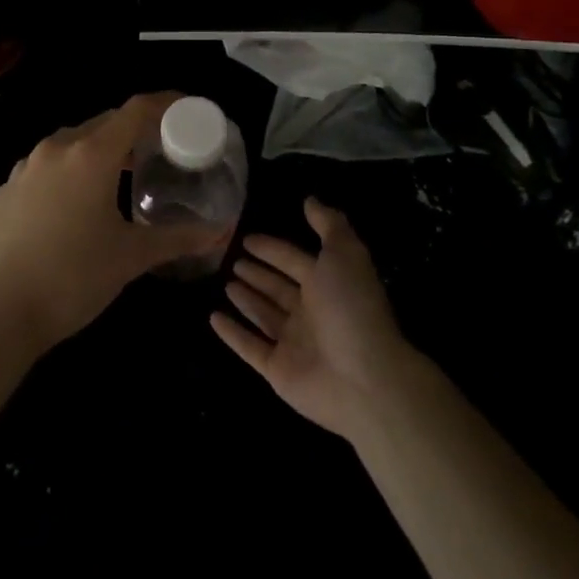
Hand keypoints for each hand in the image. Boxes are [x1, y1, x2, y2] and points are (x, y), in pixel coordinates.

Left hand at [0, 93, 223, 355]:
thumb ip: (177, 239)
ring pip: (72, 142)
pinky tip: (76, 203)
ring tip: (122, 176)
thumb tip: (219, 232)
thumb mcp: (131, 257)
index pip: (135, 110)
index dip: (165, 104)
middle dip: (134, 131)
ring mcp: (26, 166)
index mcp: (91, 154)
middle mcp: (56, 148)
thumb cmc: (73, 278)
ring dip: (101, 150)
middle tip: (160, 150)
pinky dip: (70, 170)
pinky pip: (47, 165)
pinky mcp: (7, 188)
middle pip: (104, 123)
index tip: (187, 110)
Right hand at [211, 197, 419, 443]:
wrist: (365, 379)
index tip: (247, 238)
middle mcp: (310, 313)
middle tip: (231, 260)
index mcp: (327, 285)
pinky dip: (232, 333)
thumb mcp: (345, 254)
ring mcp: (293, 343)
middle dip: (258, 273)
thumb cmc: (352, 308)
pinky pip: (250, 346)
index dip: (272, 249)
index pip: (294, 261)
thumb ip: (328, 224)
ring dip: (246, 299)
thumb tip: (310, 199)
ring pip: (264, 315)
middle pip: (278, 288)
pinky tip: (213, 317)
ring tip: (225, 283)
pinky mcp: (277, 370)